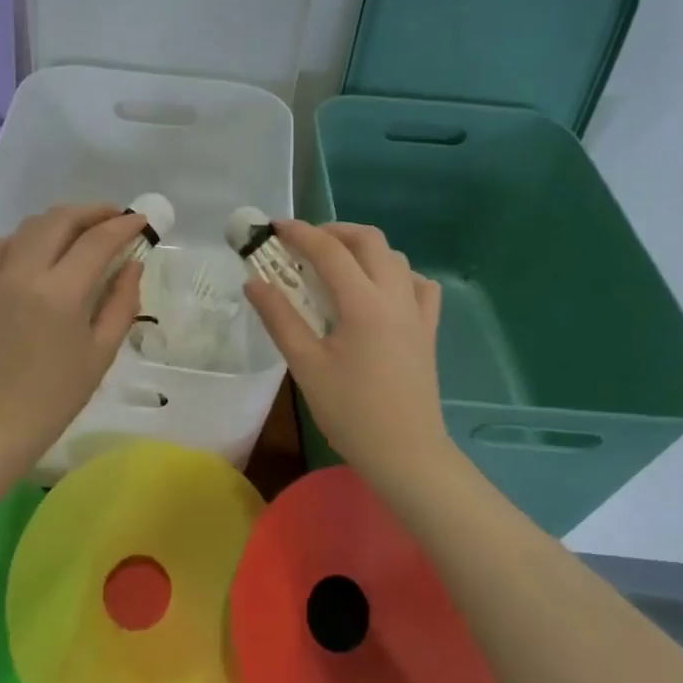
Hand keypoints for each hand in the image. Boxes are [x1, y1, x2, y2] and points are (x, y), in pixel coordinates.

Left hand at [0, 203, 146, 473]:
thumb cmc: (56, 396)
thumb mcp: (101, 352)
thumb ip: (121, 302)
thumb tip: (133, 264)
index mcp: (61, 292)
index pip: (97, 241)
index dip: (123, 225)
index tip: (143, 220)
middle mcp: (27, 273)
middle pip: (61, 219)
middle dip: (93, 211)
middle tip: (117, 218)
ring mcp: (0, 278)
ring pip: (31, 225)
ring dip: (62, 219)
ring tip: (85, 230)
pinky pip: (1, 245)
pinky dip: (24, 237)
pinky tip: (39, 250)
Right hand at [243, 220, 452, 482]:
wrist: (407, 454)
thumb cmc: (351, 412)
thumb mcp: (306, 365)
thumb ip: (279, 318)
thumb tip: (253, 281)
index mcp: (364, 304)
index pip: (330, 251)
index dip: (299, 233)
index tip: (273, 228)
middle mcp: (395, 296)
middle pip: (369, 240)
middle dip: (333, 231)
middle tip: (302, 244)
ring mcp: (418, 312)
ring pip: (395, 258)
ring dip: (363, 249)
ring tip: (334, 265)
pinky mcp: (428, 329)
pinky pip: (418, 284)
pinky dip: (396, 274)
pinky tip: (378, 291)